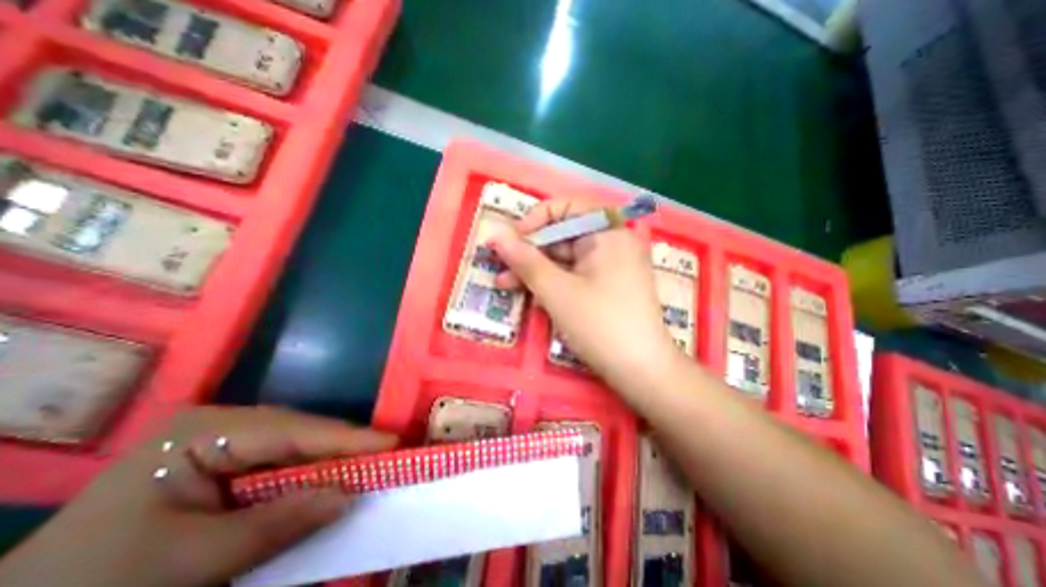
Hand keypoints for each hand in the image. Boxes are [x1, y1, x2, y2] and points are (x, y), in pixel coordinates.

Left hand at [0, 407, 399, 586]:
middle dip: (344, 447)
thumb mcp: (188, 562)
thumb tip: (347, 495)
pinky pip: (282, 463)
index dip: (348, 437)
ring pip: (296, 447)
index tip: (393, 442)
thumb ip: (275, 525)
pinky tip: (330, 481)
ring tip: (370, 465)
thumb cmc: (96, 584)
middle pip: (301, 433)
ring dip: (331, 461)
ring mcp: (225, 440)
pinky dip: (310, 475)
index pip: (295, 430)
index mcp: (205, 431)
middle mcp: (222, 424)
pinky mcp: (228, 461)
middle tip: (388, 455)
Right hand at [492, 199, 679, 387]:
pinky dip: (554, 283)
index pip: (566, 206)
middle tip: (500, 268)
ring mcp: (613, 265)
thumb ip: (524, 259)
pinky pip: (576, 275)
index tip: (511, 241)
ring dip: (537, 271)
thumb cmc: (599, 324)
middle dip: (529, 253)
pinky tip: (533, 297)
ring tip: (505, 286)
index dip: (534, 220)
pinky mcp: (609, 286)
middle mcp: (613, 241)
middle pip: (563, 235)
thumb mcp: (555, 290)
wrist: (642, 372)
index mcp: (608, 231)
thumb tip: (494, 235)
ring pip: (567, 259)